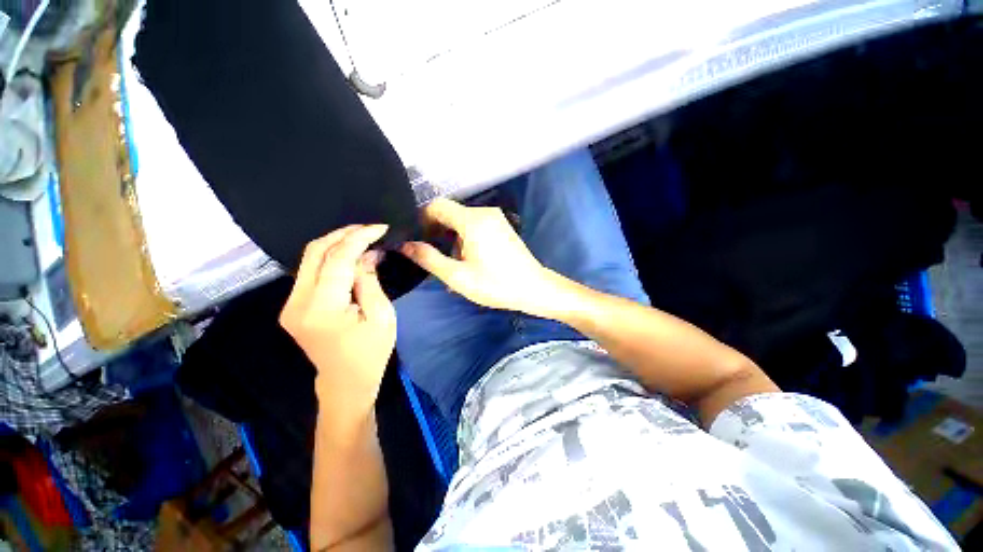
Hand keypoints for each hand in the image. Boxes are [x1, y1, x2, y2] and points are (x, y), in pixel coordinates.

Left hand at [280, 224, 395, 412]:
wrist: (345, 382)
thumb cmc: (371, 353)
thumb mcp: (381, 316)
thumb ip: (370, 281)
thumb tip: (368, 254)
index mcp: (322, 309)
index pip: (337, 260)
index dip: (358, 238)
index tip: (380, 227)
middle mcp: (297, 303)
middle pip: (315, 252)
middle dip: (344, 234)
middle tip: (370, 229)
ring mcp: (290, 304)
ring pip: (309, 258)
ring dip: (337, 243)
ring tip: (363, 237)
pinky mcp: (293, 305)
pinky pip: (310, 271)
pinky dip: (331, 257)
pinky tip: (350, 255)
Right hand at [400, 198, 557, 314]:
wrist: (533, 288)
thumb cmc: (495, 284)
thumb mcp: (458, 276)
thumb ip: (429, 258)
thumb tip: (405, 245)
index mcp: (472, 220)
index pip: (437, 206)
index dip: (422, 219)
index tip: (416, 238)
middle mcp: (484, 212)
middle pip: (450, 214)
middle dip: (437, 232)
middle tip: (432, 256)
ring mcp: (495, 218)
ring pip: (462, 222)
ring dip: (452, 239)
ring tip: (453, 265)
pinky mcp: (502, 226)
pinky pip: (475, 226)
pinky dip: (466, 239)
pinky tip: (468, 261)